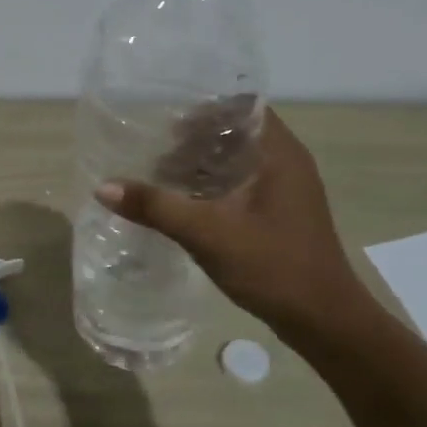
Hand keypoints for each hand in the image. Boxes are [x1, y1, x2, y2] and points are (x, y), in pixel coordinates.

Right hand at [95, 108, 373, 335]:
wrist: (323, 320)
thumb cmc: (273, 266)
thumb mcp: (207, 234)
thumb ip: (155, 207)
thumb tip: (103, 187)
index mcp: (279, 153)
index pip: (241, 106)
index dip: (203, 109)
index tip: (166, 123)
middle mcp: (286, 162)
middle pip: (235, 131)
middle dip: (193, 139)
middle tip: (155, 153)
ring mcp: (285, 190)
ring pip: (236, 160)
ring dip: (200, 164)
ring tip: (161, 178)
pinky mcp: (279, 213)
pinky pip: (240, 184)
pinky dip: (212, 186)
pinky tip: (183, 205)